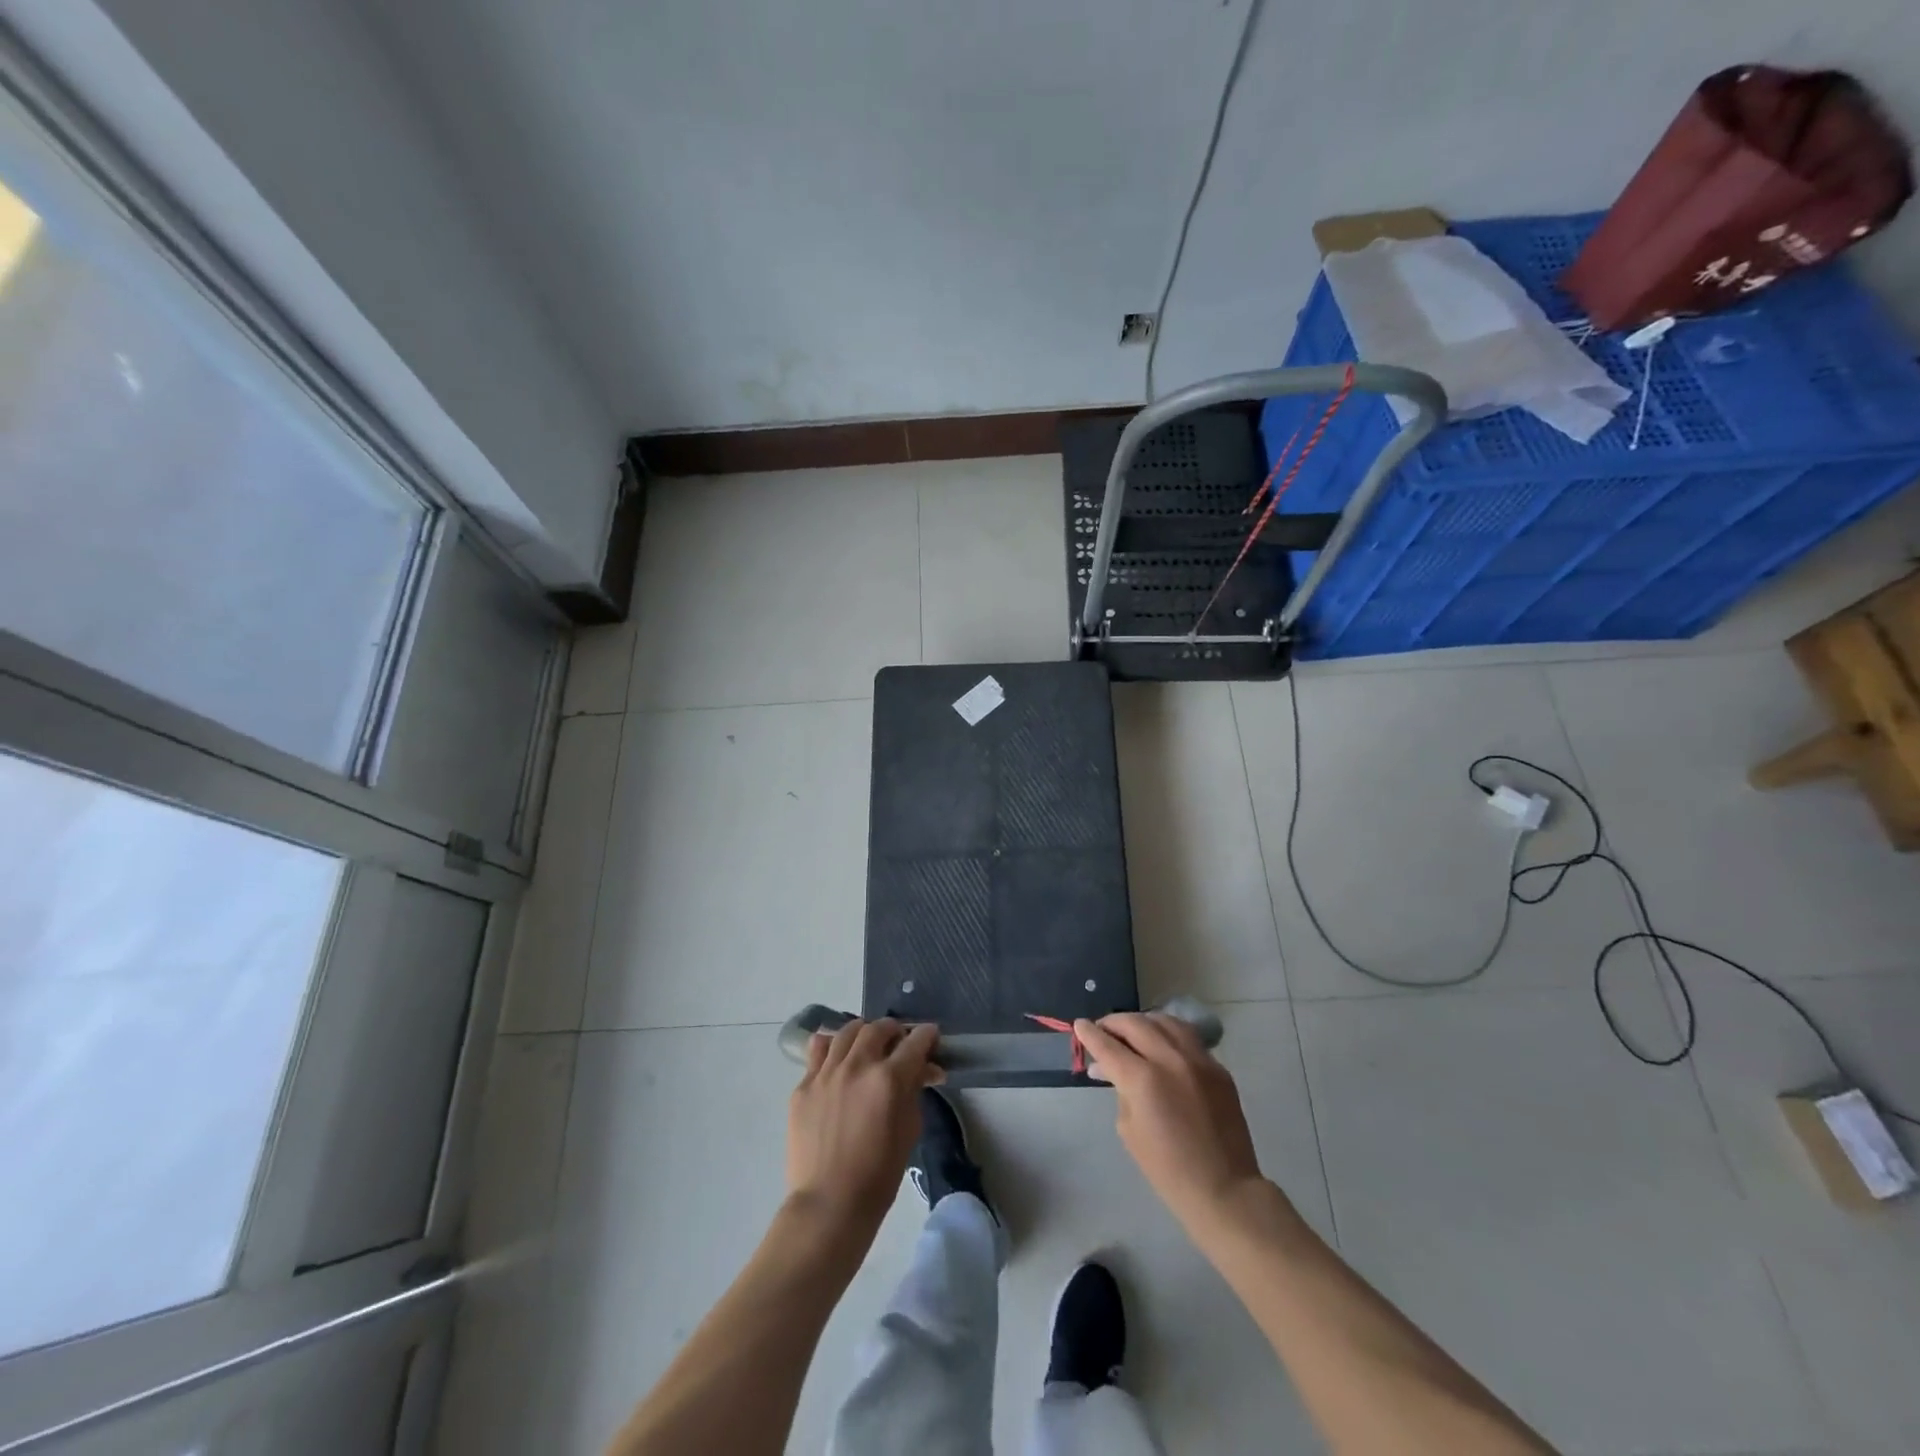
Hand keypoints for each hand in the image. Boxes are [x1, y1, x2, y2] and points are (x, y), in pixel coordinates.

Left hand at [786, 1018, 941, 1238]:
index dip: (927, 1035)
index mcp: (888, 1078)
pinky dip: (832, 1049)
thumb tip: (924, 1069)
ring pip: (846, 1033)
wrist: (829, 1204)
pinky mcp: (803, 1086)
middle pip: (878, 1028)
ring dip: (863, 1033)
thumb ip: (915, 1091)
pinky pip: (817, 1052)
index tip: (931, 1037)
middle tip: (899, 1041)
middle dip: (894, 1030)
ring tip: (867, 1044)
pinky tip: (838, 1060)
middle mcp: (857, 1066)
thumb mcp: (909, 1130)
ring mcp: (826, 1073)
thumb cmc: (879, 1174)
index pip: (915, 1041)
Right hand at [1075, 1012, 1262, 1229]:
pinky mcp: (1218, 1068)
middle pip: (1135, 1024)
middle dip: (1113, 1023)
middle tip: (1102, 1029)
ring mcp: (1199, 1060)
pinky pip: (1189, 1037)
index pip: (1108, 1045)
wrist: (1224, 1189)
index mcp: (1143, 1080)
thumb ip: (1119, 1090)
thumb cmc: (1167, 1169)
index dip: (1089, 1033)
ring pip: (1165, 1021)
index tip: (1079, 1024)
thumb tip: (1108, 1068)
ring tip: (1133, 1031)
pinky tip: (1162, 1044)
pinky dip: (1169, 1034)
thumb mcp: (1129, 1129)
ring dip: (1143, 1022)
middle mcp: (1171, 1060)